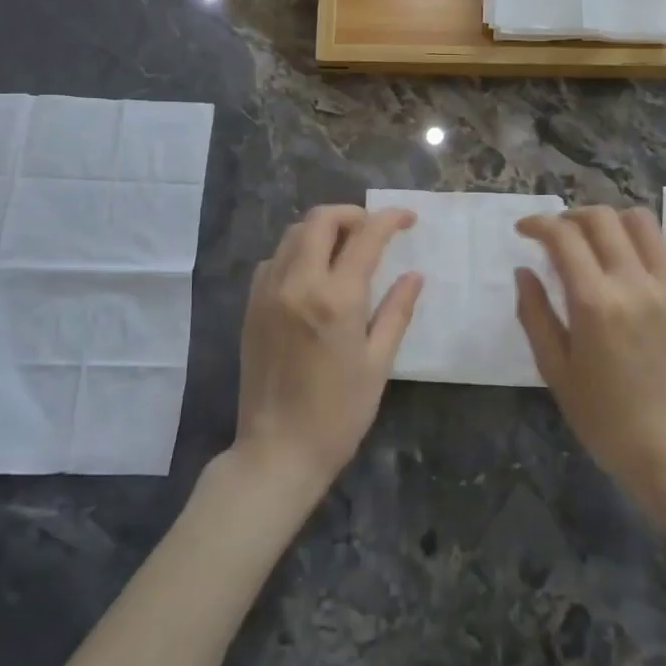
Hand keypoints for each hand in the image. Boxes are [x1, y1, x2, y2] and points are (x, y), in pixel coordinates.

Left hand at [233, 205, 421, 500]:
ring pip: (293, 234)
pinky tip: (313, 274)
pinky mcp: (251, 306)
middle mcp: (297, 283)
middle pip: (320, 220)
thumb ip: (396, 311)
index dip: (389, 219)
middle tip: (373, 230)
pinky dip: (296, 252)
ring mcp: (268, 292)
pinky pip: (274, 259)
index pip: (365, 236)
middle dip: (352, 214)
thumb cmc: (338, 413)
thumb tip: (414, 276)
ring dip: (322, 230)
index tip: (407, 219)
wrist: (277, 451)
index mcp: (335, 298)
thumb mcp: (378, 363)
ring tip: (345, 248)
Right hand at [514, 207, 665, 504]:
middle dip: (570, 216)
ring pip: (639, 221)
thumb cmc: (603, 417)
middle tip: (554, 233)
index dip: (539, 224)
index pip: (564, 238)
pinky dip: (639, 239)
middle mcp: (634, 284)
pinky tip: (625, 258)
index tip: (524, 230)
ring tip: (592, 238)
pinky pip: (665, 247)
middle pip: (601, 219)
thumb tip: (524, 271)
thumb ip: (534, 314)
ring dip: (608, 220)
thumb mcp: (555, 370)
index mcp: (595, 304)